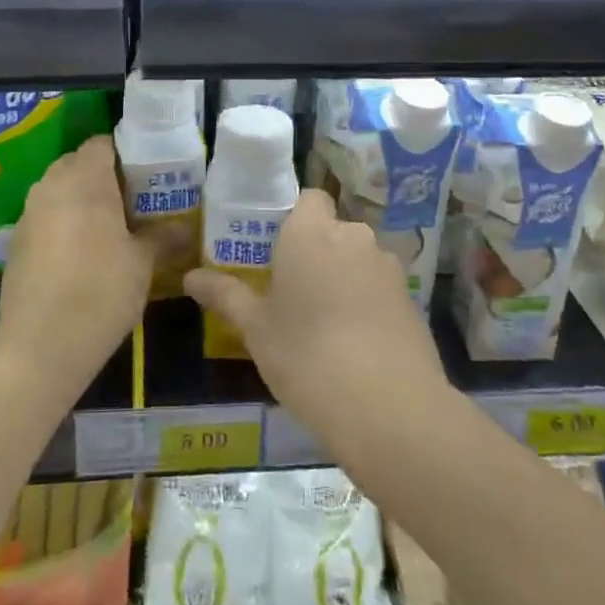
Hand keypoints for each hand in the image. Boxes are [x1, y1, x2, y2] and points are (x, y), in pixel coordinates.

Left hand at [0, 137, 152, 400]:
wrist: (40, 345)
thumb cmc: (100, 292)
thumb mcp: (143, 263)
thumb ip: (163, 237)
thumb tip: (187, 228)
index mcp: (85, 179)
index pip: (103, 144)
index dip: (126, 154)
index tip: (148, 175)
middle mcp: (51, 186)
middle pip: (78, 164)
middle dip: (104, 176)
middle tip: (133, 201)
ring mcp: (29, 213)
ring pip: (59, 190)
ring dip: (82, 200)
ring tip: (111, 227)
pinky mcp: (16, 241)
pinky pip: (45, 216)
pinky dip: (63, 223)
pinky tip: (82, 254)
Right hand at [184, 190, 449, 454]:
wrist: (388, 406)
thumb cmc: (306, 355)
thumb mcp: (256, 328)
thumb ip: (226, 295)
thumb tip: (191, 277)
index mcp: (310, 232)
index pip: (308, 197)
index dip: (295, 217)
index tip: (278, 248)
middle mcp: (353, 236)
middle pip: (333, 230)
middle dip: (317, 252)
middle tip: (293, 290)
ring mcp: (388, 267)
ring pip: (359, 259)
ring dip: (344, 277)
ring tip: (325, 322)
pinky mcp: (412, 298)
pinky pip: (380, 288)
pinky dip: (368, 303)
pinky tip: (356, 343)